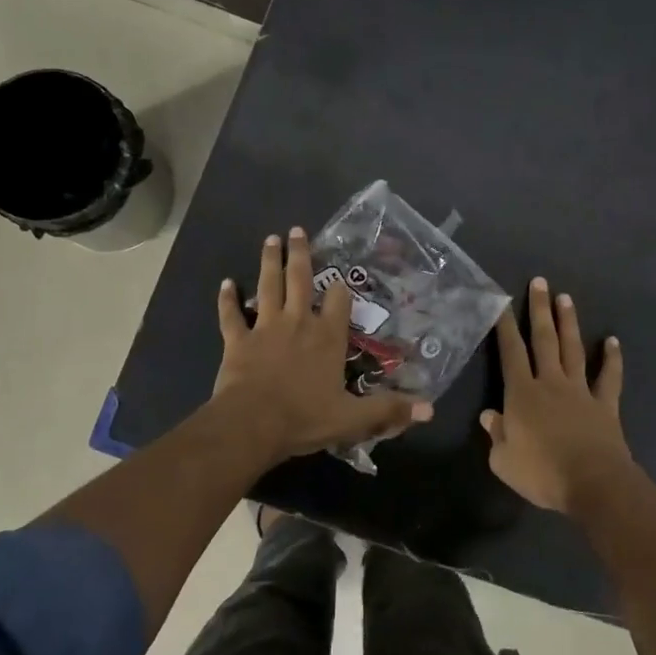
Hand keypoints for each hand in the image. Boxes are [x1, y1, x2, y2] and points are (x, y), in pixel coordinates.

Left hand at [214, 228, 432, 460]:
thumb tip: (430, 409)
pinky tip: (225, 283)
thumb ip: (388, 410)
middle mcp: (298, 322)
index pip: (339, 301)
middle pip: (299, 279)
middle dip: (299, 254)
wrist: (252, 424)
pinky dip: (227, 299)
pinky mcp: (237, 340)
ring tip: (270, 239)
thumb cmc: (304, 418)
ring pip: (267, 286)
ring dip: (268, 262)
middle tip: (296, 230)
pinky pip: (231, 315)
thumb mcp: (353, 418)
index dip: (341, 288)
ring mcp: (265, 328)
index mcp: (327, 337)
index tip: (340, 277)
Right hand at [482, 278, 633, 512]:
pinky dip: (612, 358)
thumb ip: (496, 435)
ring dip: (568, 323)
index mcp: (522, 394)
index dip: (505, 327)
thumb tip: (489, 416)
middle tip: (539, 282)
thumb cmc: (542, 473)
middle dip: (539, 309)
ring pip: (573, 349)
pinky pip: (609, 377)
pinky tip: (612, 341)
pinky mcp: (605, 405)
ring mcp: (580, 391)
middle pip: (544, 340)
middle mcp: (550, 383)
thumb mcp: (503, 461)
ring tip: (565, 298)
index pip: (511, 353)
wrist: (594, 484)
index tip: (501, 302)